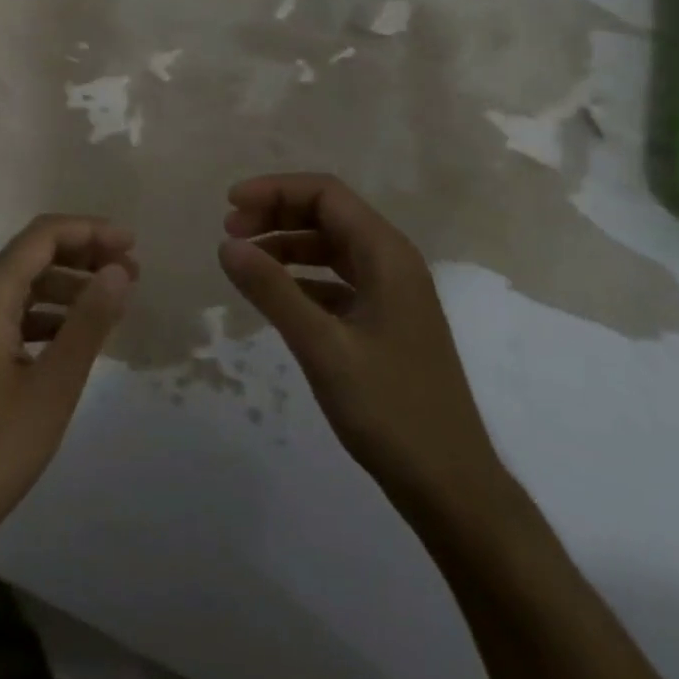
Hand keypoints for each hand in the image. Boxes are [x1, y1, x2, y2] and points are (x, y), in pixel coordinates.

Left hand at [0, 216, 136, 551]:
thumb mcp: (53, 385)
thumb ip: (88, 322)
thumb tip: (117, 270)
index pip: (41, 237)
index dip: (89, 231)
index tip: (132, 244)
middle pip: (33, 256)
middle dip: (83, 256)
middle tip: (132, 272)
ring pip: (26, 287)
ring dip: (70, 287)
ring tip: (115, 302)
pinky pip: (18, 317)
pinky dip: (52, 316)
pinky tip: (80, 335)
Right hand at [218, 174, 506, 518]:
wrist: (452, 487)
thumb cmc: (390, 411)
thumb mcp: (323, 347)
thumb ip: (273, 291)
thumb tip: (227, 245)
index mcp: (387, 255)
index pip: (326, 194)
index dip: (275, 191)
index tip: (230, 207)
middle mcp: (393, 264)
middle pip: (328, 214)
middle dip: (276, 214)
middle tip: (230, 234)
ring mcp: (391, 295)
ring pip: (331, 247)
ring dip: (287, 245)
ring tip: (245, 261)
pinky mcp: (385, 324)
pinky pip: (337, 281)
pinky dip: (302, 278)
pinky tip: (275, 298)